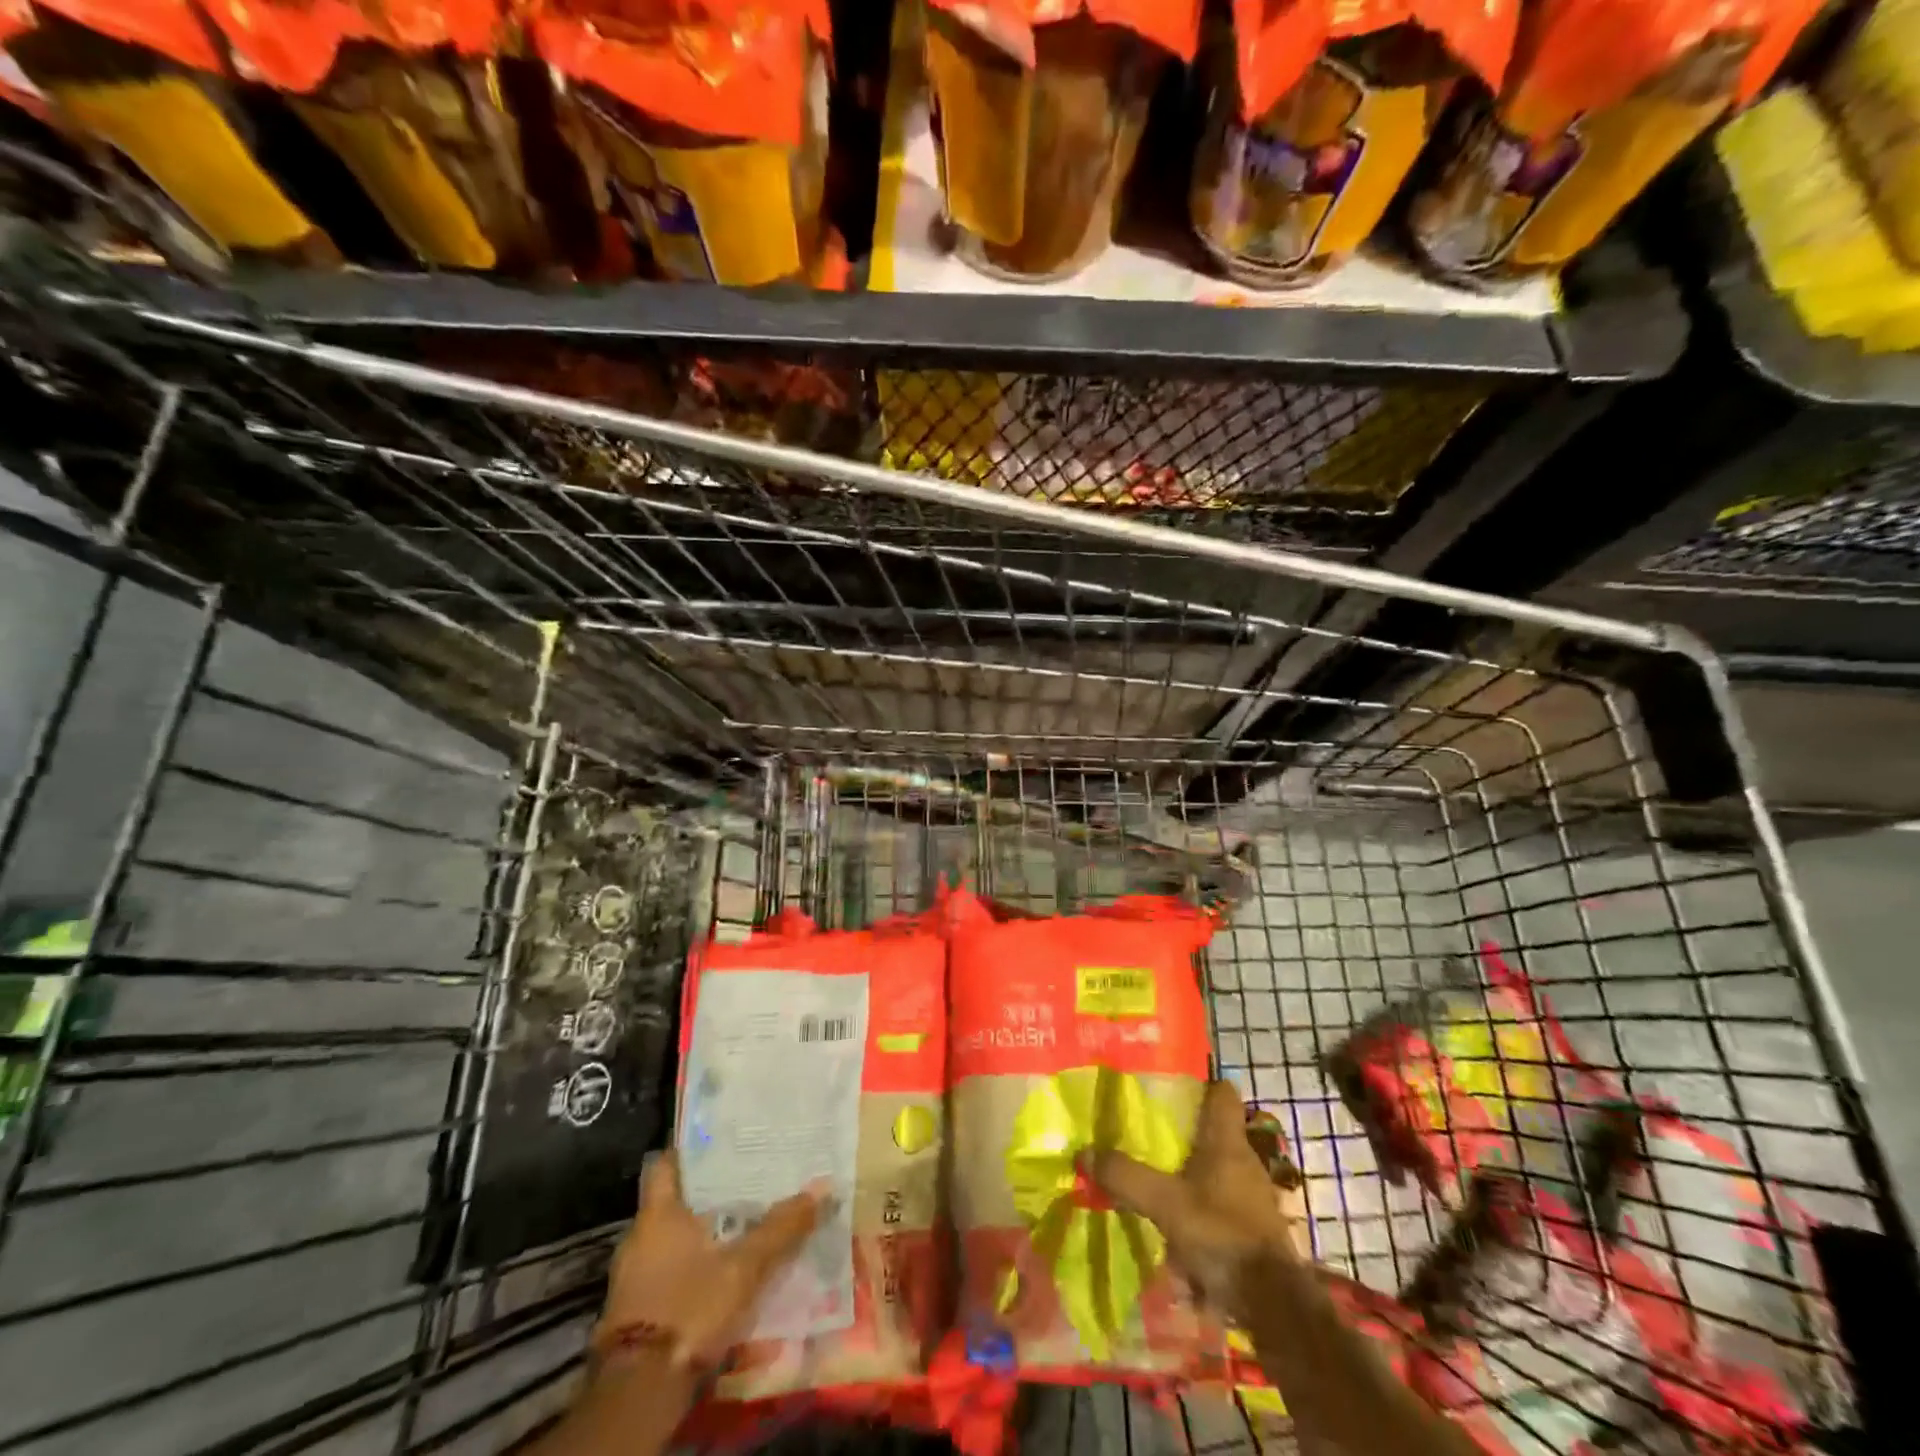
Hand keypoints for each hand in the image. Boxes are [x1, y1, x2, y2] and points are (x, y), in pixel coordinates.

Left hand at [594, 1151, 825, 1372]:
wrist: (639, 1393)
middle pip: (674, 1200)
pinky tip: (722, 1271)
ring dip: (702, 1232)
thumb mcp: (746, 1266)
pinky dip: (692, 1265)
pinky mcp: (636, 1311)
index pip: (665, 1163)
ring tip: (743, 1224)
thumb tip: (823, 1186)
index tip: (722, 1141)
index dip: (690, 1150)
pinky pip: (668, 1271)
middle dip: (708, 1193)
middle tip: (748, 1181)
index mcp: (658, 1213)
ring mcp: (633, 1276)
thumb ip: (782, 1227)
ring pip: (673, 1238)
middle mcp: (639, 1237)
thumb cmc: (689, 1308)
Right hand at [1090, 1081, 1309, 1319]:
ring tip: (1155, 1178)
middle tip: (1146, 1132)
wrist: (1274, 1306)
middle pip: (1214, 1130)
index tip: (1167, 1086)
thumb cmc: (1222, 1236)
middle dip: (1183, 1130)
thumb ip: (1125, 1176)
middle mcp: (1244, 1159)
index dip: (1199, 1082)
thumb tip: (1084, 1151)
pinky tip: (1176, 1222)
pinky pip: (1221, 1201)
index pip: (1222, 1091)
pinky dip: (1200, 1205)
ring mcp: (1253, 1195)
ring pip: (1216, 1167)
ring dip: (1190, 1171)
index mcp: (1227, 1141)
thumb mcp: (1164, 1204)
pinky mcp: (1254, 1227)